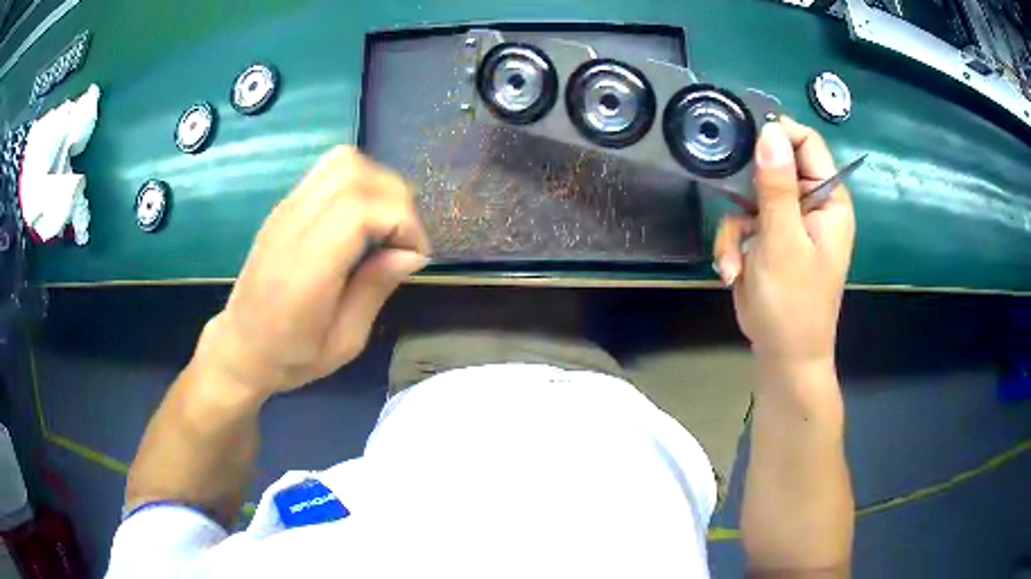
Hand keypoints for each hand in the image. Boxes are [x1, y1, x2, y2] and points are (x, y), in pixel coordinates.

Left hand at [197, 146, 430, 395]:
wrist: (240, 348)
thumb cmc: (291, 357)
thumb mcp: (344, 342)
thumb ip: (375, 289)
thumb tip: (410, 252)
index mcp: (306, 268)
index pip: (361, 209)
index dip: (402, 222)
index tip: (414, 255)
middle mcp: (293, 226)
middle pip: (354, 173)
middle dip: (396, 198)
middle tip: (403, 239)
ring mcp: (285, 210)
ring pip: (342, 161)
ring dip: (377, 184)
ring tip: (385, 224)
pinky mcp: (284, 206)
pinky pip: (329, 171)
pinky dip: (358, 183)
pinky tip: (361, 220)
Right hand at [714, 118, 854, 366]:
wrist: (782, 356)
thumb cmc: (794, 304)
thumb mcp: (784, 243)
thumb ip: (777, 187)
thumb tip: (769, 132)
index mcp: (828, 199)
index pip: (806, 143)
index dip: (777, 134)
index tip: (743, 139)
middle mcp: (810, 204)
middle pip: (774, 166)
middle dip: (746, 190)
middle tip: (734, 208)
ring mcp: (787, 221)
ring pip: (749, 196)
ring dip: (734, 229)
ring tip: (734, 262)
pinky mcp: (768, 238)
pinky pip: (741, 223)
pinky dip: (732, 246)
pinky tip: (731, 272)